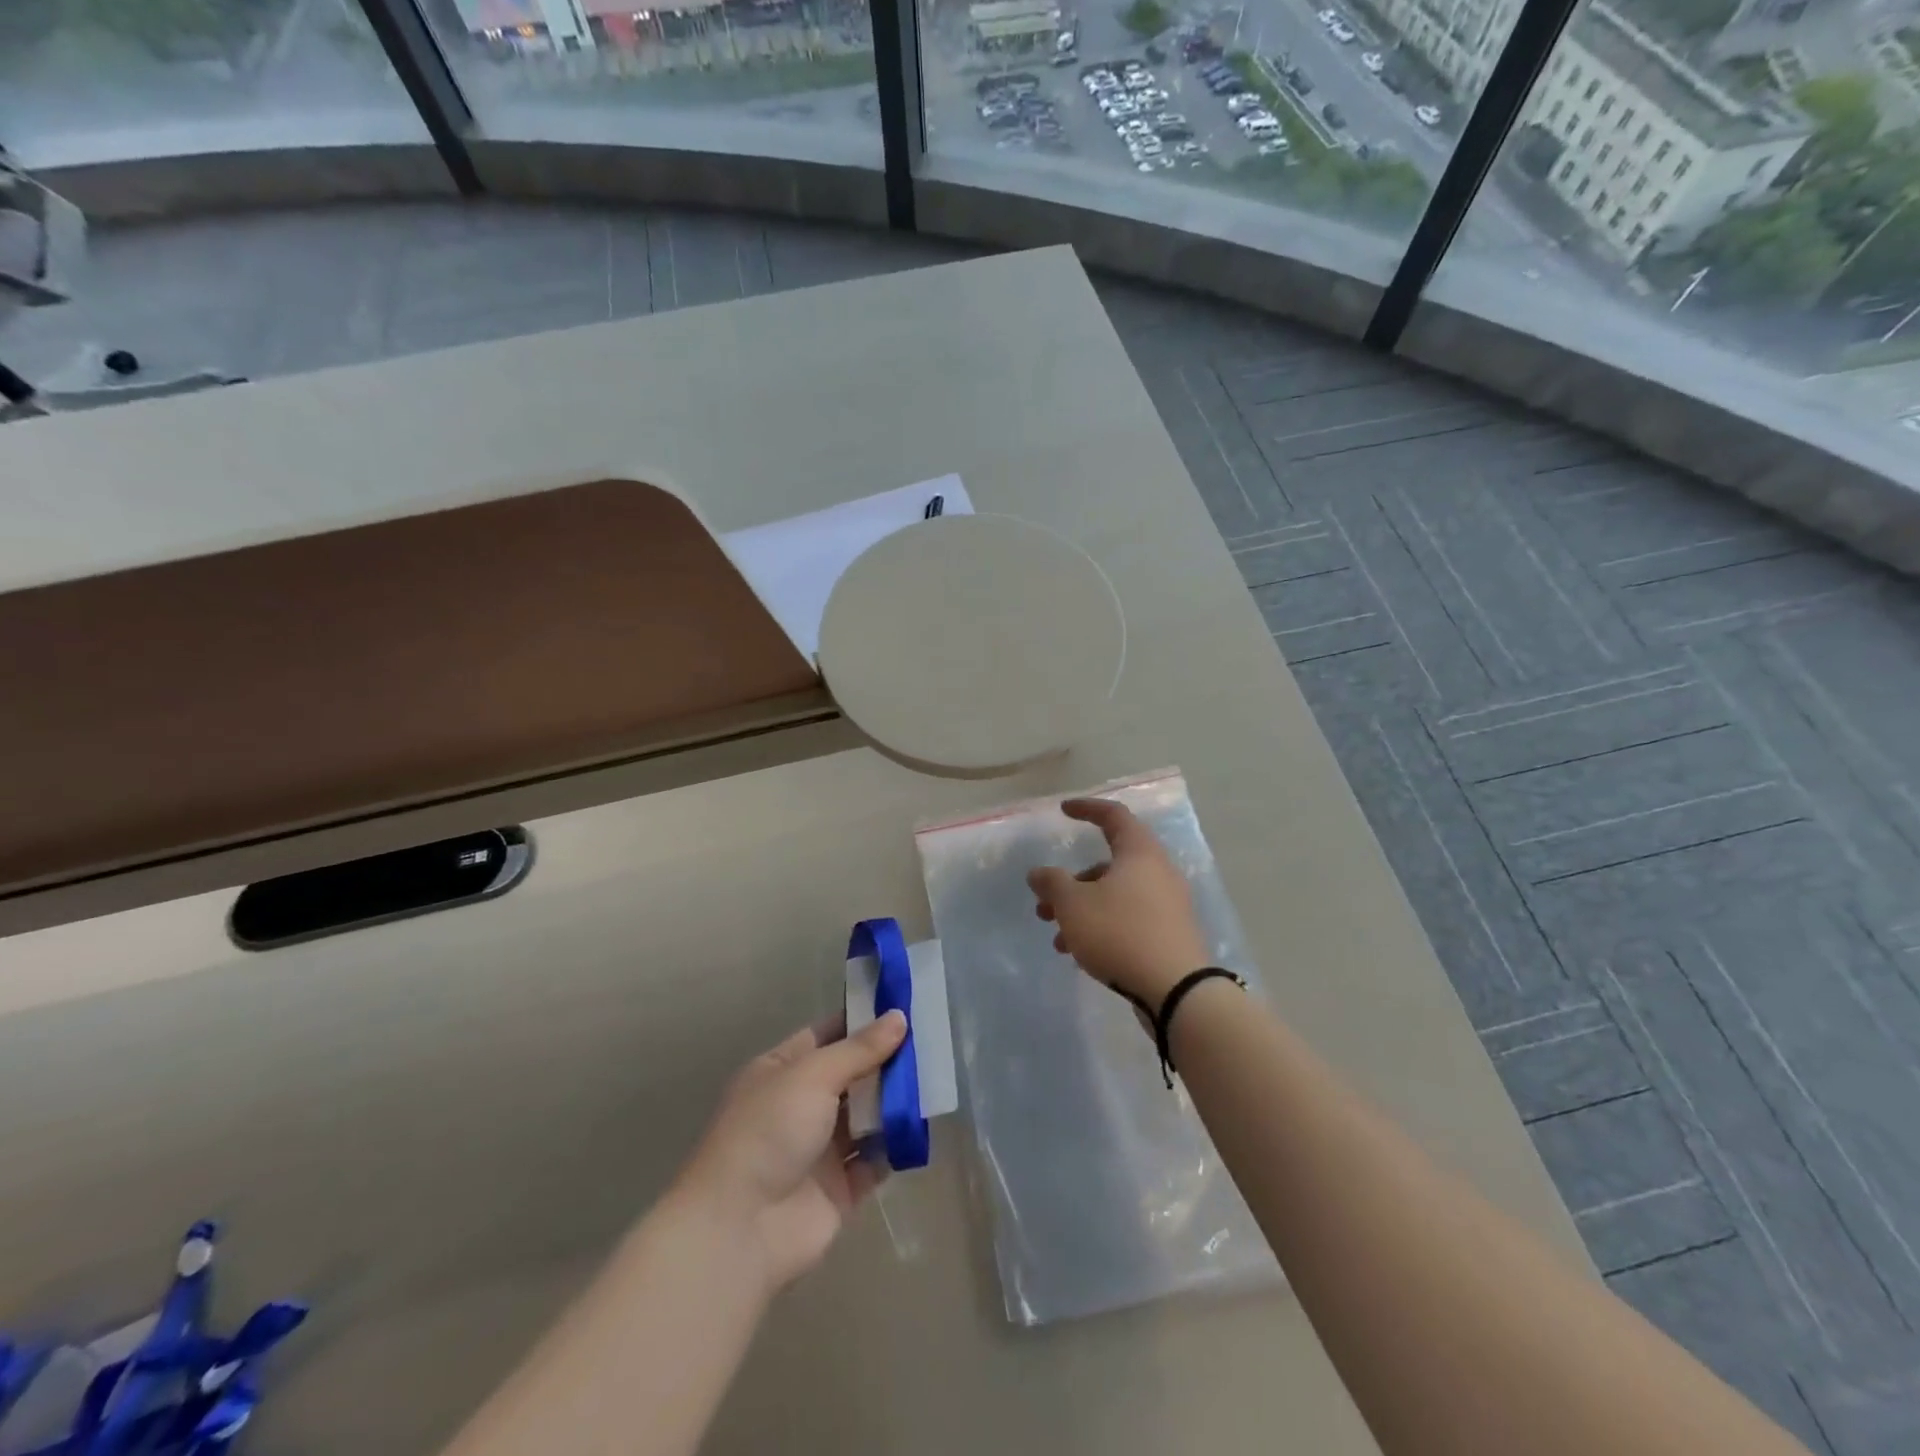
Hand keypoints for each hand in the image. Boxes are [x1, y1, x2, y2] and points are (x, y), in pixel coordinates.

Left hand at [677, 1011, 906, 1296]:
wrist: (741, 1230)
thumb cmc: (769, 1132)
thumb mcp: (812, 1076)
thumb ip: (860, 1050)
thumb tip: (899, 1017)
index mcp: (782, 1071)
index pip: (827, 1035)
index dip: (862, 1021)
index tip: (905, 1007)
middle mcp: (800, 1105)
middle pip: (852, 1075)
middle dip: (887, 1060)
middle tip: (933, 1040)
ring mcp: (820, 1149)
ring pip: (867, 1116)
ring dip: (895, 1101)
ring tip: (936, 1078)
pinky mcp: (840, 1189)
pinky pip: (876, 1159)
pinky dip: (897, 1145)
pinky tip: (923, 1126)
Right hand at [1027, 797, 1210, 1007]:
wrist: (1177, 990)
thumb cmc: (1120, 933)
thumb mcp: (1074, 905)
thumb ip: (1052, 883)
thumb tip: (1039, 873)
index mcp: (1139, 853)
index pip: (1114, 816)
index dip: (1087, 808)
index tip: (1063, 810)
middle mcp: (1158, 872)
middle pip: (1109, 864)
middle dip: (1072, 883)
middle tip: (1045, 905)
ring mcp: (1168, 905)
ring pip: (1116, 896)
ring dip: (1082, 911)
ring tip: (1058, 940)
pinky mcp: (1170, 934)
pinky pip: (1129, 919)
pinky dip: (1102, 927)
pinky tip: (1082, 954)